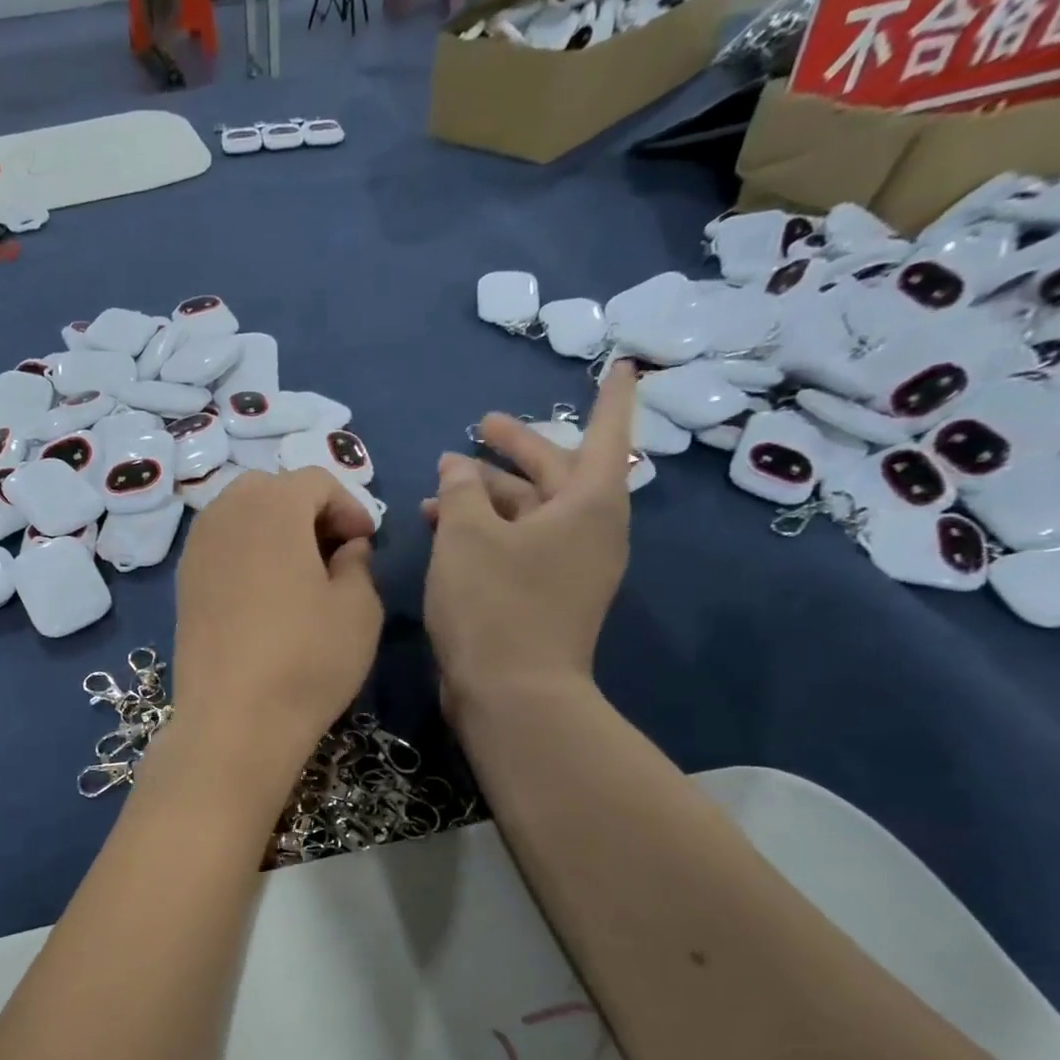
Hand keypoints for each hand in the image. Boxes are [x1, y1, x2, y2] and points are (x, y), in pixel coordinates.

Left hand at [168, 468, 381, 787]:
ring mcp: (196, 548)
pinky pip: (220, 545)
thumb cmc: (307, 659)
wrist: (234, 721)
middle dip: (308, 510)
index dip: (349, 506)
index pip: (316, 480)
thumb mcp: (359, 608)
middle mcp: (225, 513)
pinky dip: (247, 552)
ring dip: (275, 529)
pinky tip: (266, 594)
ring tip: (301, 573)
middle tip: (333, 552)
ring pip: (240, 514)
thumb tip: (346, 547)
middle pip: (271, 489)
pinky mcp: (182, 583)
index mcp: (272, 506)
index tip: (366, 543)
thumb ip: (358, 562)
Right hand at [421, 359, 636, 708]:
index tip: (619, 364)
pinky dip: (488, 530)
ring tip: (439, 485)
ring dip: (487, 495)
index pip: (605, 434)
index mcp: (587, 505)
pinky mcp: (545, 596)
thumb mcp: (465, 535)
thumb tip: (459, 467)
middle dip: (516, 448)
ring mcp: (569, 567)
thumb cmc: (494, 604)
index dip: (610, 397)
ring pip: (530, 512)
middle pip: (556, 472)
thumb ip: (461, 490)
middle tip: (481, 425)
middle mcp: (588, 531)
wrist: (512, 695)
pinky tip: (445, 528)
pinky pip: (520, 544)